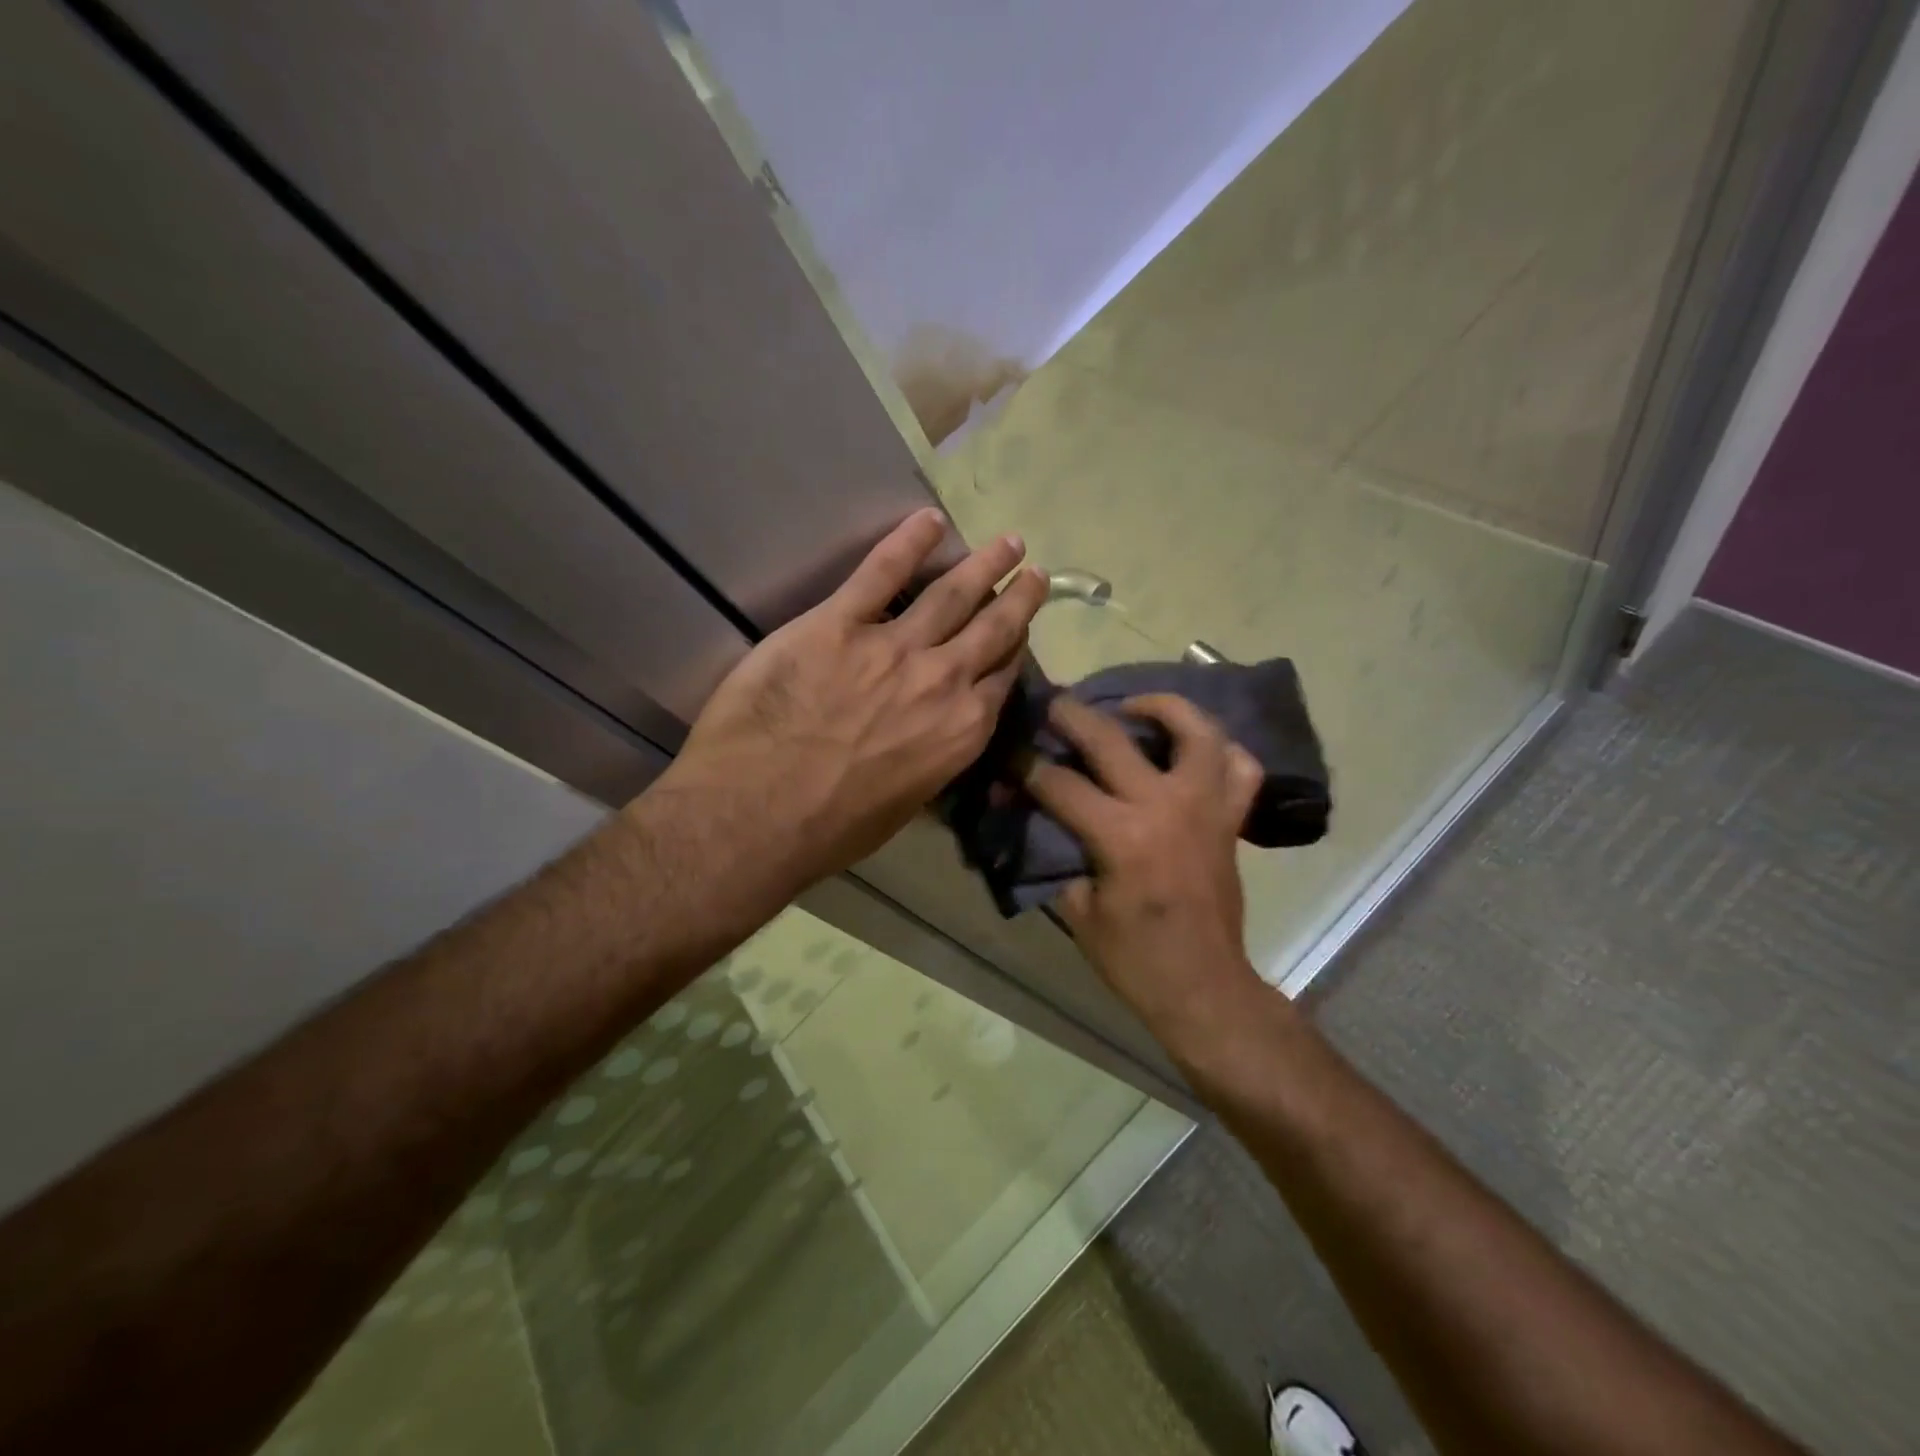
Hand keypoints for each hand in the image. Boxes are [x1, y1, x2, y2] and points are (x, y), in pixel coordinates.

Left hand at [643, 508, 1047, 903]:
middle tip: (1032, 574)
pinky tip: (929, 521)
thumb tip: (933, 738)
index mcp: (961, 732)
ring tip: (1008, 541)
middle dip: (1017, 599)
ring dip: (983, 565)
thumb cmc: (831, 829)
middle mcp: (943, 682)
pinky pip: (881, 572)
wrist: (759, 814)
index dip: (1014, 652)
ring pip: (952, 594)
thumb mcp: (905, 806)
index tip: (1020, 634)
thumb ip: (931, 761)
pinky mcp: (839, 623)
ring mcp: (894, 647)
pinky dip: (908, 542)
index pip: (1002, 680)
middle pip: (992, 630)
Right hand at [1025, 694, 1269, 1050]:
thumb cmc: (1134, 959)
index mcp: (1123, 836)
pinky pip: (1242, 768)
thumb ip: (1058, 856)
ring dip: (1166, 708)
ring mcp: (1207, 808)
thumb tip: (1037, 820)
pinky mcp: (1231, 820)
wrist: (1203, 986)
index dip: (1027, 766)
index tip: (1010, 754)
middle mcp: (1168, 807)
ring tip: (1138, 707)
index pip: (1061, 784)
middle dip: (1076, 716)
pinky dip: (1222, 750)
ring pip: (1199, 733)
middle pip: (1115, 739)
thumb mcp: (1079, 910)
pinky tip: (1194, 750)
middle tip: (1057, 703)